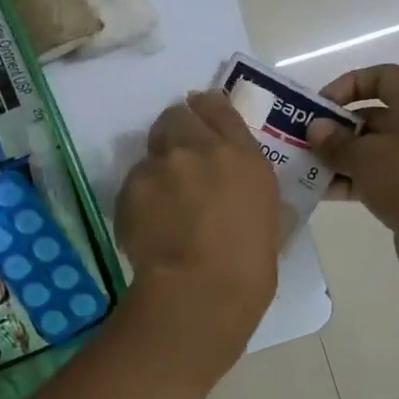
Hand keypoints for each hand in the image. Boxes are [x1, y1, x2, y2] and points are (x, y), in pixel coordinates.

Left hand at [116, 91, 281, 362]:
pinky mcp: (130, 186)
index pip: (218, 107)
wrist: (199, 290)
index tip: (201, 117)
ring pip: (152, 148)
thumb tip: (237, 190)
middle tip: (179, 158)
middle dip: (177, 130)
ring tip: (163, 198)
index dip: (207, 109)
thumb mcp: (268, 218)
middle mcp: (198, 148)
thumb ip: (248, 188)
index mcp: (242, 155)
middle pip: (178, 116)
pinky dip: (140, 195)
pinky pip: (134, 181)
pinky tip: (149, 221)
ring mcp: (161, 165)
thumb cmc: (248, 267)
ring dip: (158, 164)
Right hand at [308, 65, 398, 279]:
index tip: (320, 106)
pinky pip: (389, 174)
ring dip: (346, 156)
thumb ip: (334, 141)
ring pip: (382, 148)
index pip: (384, 76)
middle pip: (380, 114)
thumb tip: (317, 128)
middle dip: (340, 127)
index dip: (348, 84)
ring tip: (313, 170)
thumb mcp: (362, 158)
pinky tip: (330, 193)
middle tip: (309, 142)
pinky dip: (361, 178)